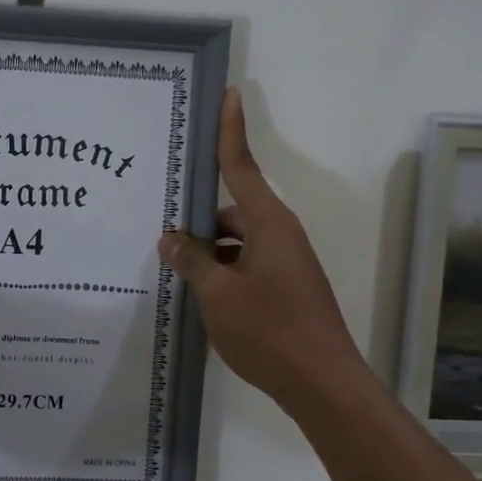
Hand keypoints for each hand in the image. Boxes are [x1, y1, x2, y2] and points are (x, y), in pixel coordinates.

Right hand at [159, 89, 367, 417]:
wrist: (323, 386)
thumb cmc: (269, 330)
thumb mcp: (217, 294)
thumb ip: (192, 260)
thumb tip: (171, 238)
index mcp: (268, 223)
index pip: (241, 166)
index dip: (230, 130)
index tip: (228, 94)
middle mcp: (279, 235)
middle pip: (232, 210)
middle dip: (198, 219)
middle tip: (159, 231)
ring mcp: (285, 263)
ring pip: (236, 242)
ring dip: (208, 251)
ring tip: (171, 269)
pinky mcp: (285, 288)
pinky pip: (245, 265)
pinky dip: (222, 272)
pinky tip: (197, 294)